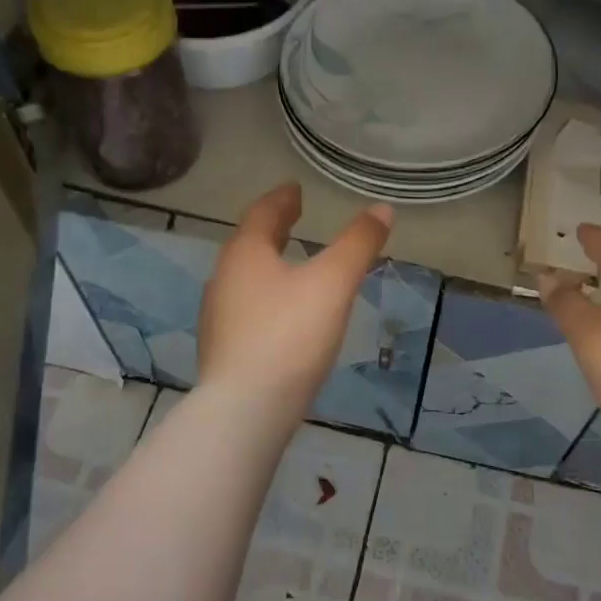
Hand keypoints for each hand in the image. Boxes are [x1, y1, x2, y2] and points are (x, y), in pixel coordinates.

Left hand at [196, 182, 392, 426]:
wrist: (246, 410)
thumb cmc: (290, 335)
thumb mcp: (333, 283)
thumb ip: (358, 244)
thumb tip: (382, 209)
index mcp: (245, 253)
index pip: (262, 213)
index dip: (282, 199)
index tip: (294, 190)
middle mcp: (224, 278)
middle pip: (249, 242)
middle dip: (273, 228)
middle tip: (294, 217)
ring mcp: (218, 316)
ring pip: (245, 276)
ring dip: (267, 262)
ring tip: (291, 261)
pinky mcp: (222, 349)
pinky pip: (245, 306)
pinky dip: (265, 294)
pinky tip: (281, 312)